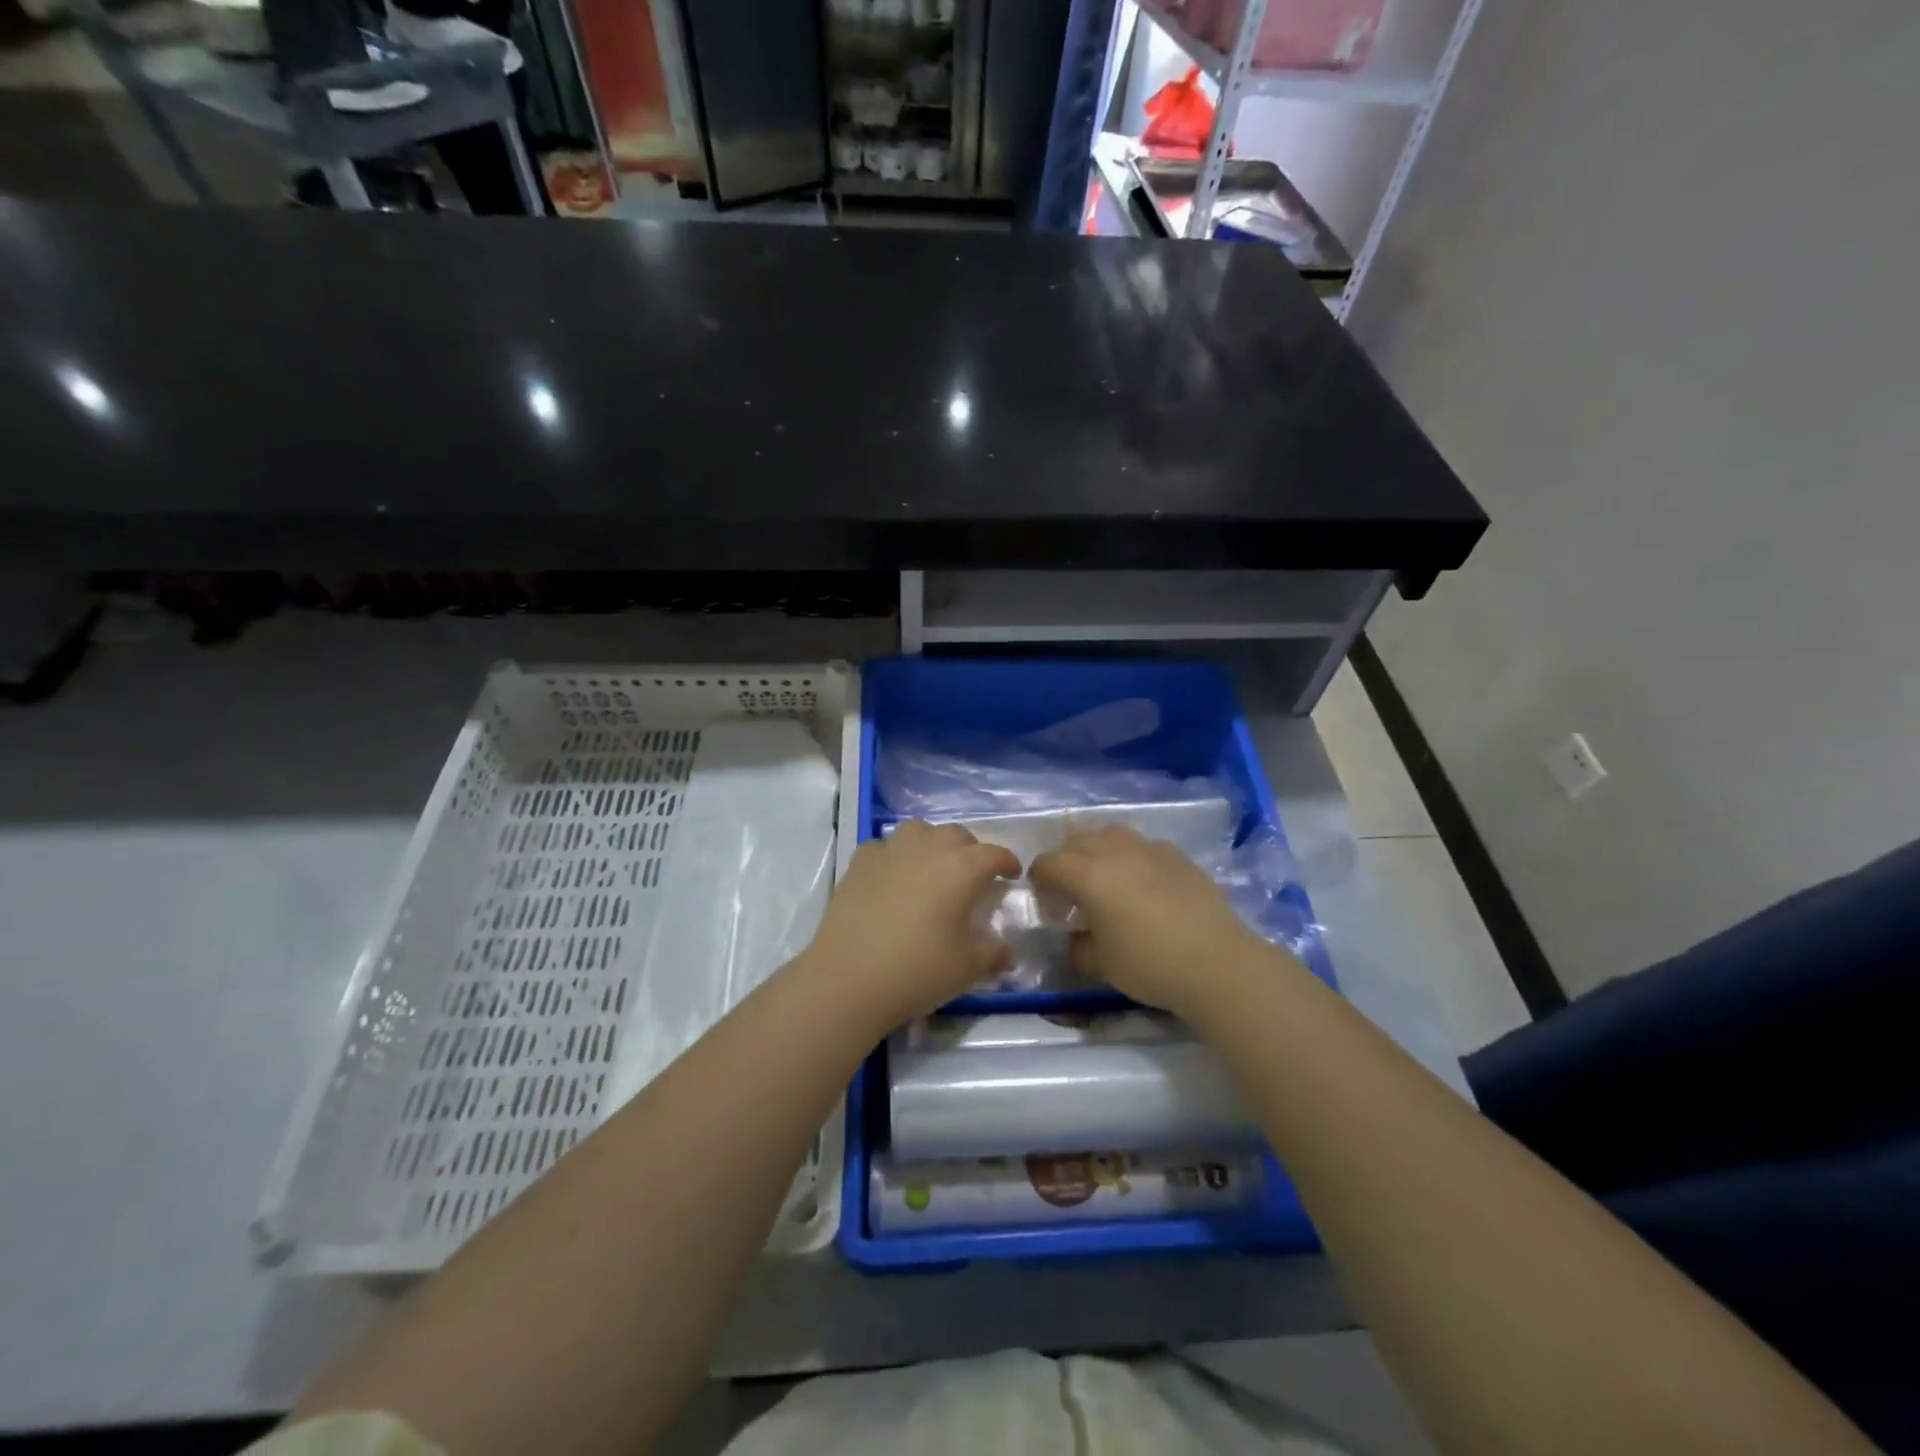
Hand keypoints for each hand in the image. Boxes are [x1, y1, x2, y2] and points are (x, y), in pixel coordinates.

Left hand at [798, 820, 1019, 1035]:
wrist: (849, 978)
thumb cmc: (917, 970)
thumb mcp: (968, 968)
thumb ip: (994, 954)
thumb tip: (1007, 950)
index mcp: (962, 868)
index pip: (994, 853)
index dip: (1007, 862)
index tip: (1012, 875)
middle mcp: (928, 848)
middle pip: (957, 835)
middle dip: (971, 850)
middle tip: (972, 876)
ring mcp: (890, 850)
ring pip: (919, 830)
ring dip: (932, 843)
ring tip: (932, 867)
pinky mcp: (859, 861)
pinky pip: (885, 846)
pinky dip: (895, 855)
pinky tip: (893, 876)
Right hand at [1029, 825, 1284, 1016]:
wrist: (1218, 963)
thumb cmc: (1150, 964)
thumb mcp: (1100, 965)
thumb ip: (1077, 946)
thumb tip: (1076, 936)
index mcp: (1088, 874)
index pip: (1048, 862)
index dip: (1039, 879)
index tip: (1044, 900)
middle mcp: (1114, 850)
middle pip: (1077, 840)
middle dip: (1066, 860)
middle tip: (1071, 891)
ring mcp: (1149, 848)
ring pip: (1111, 835)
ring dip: (1098, 852)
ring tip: (1106, 881)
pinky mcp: (1177, 855)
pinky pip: (1141, 846)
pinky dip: (1130, 858)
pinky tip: (1142, 886)